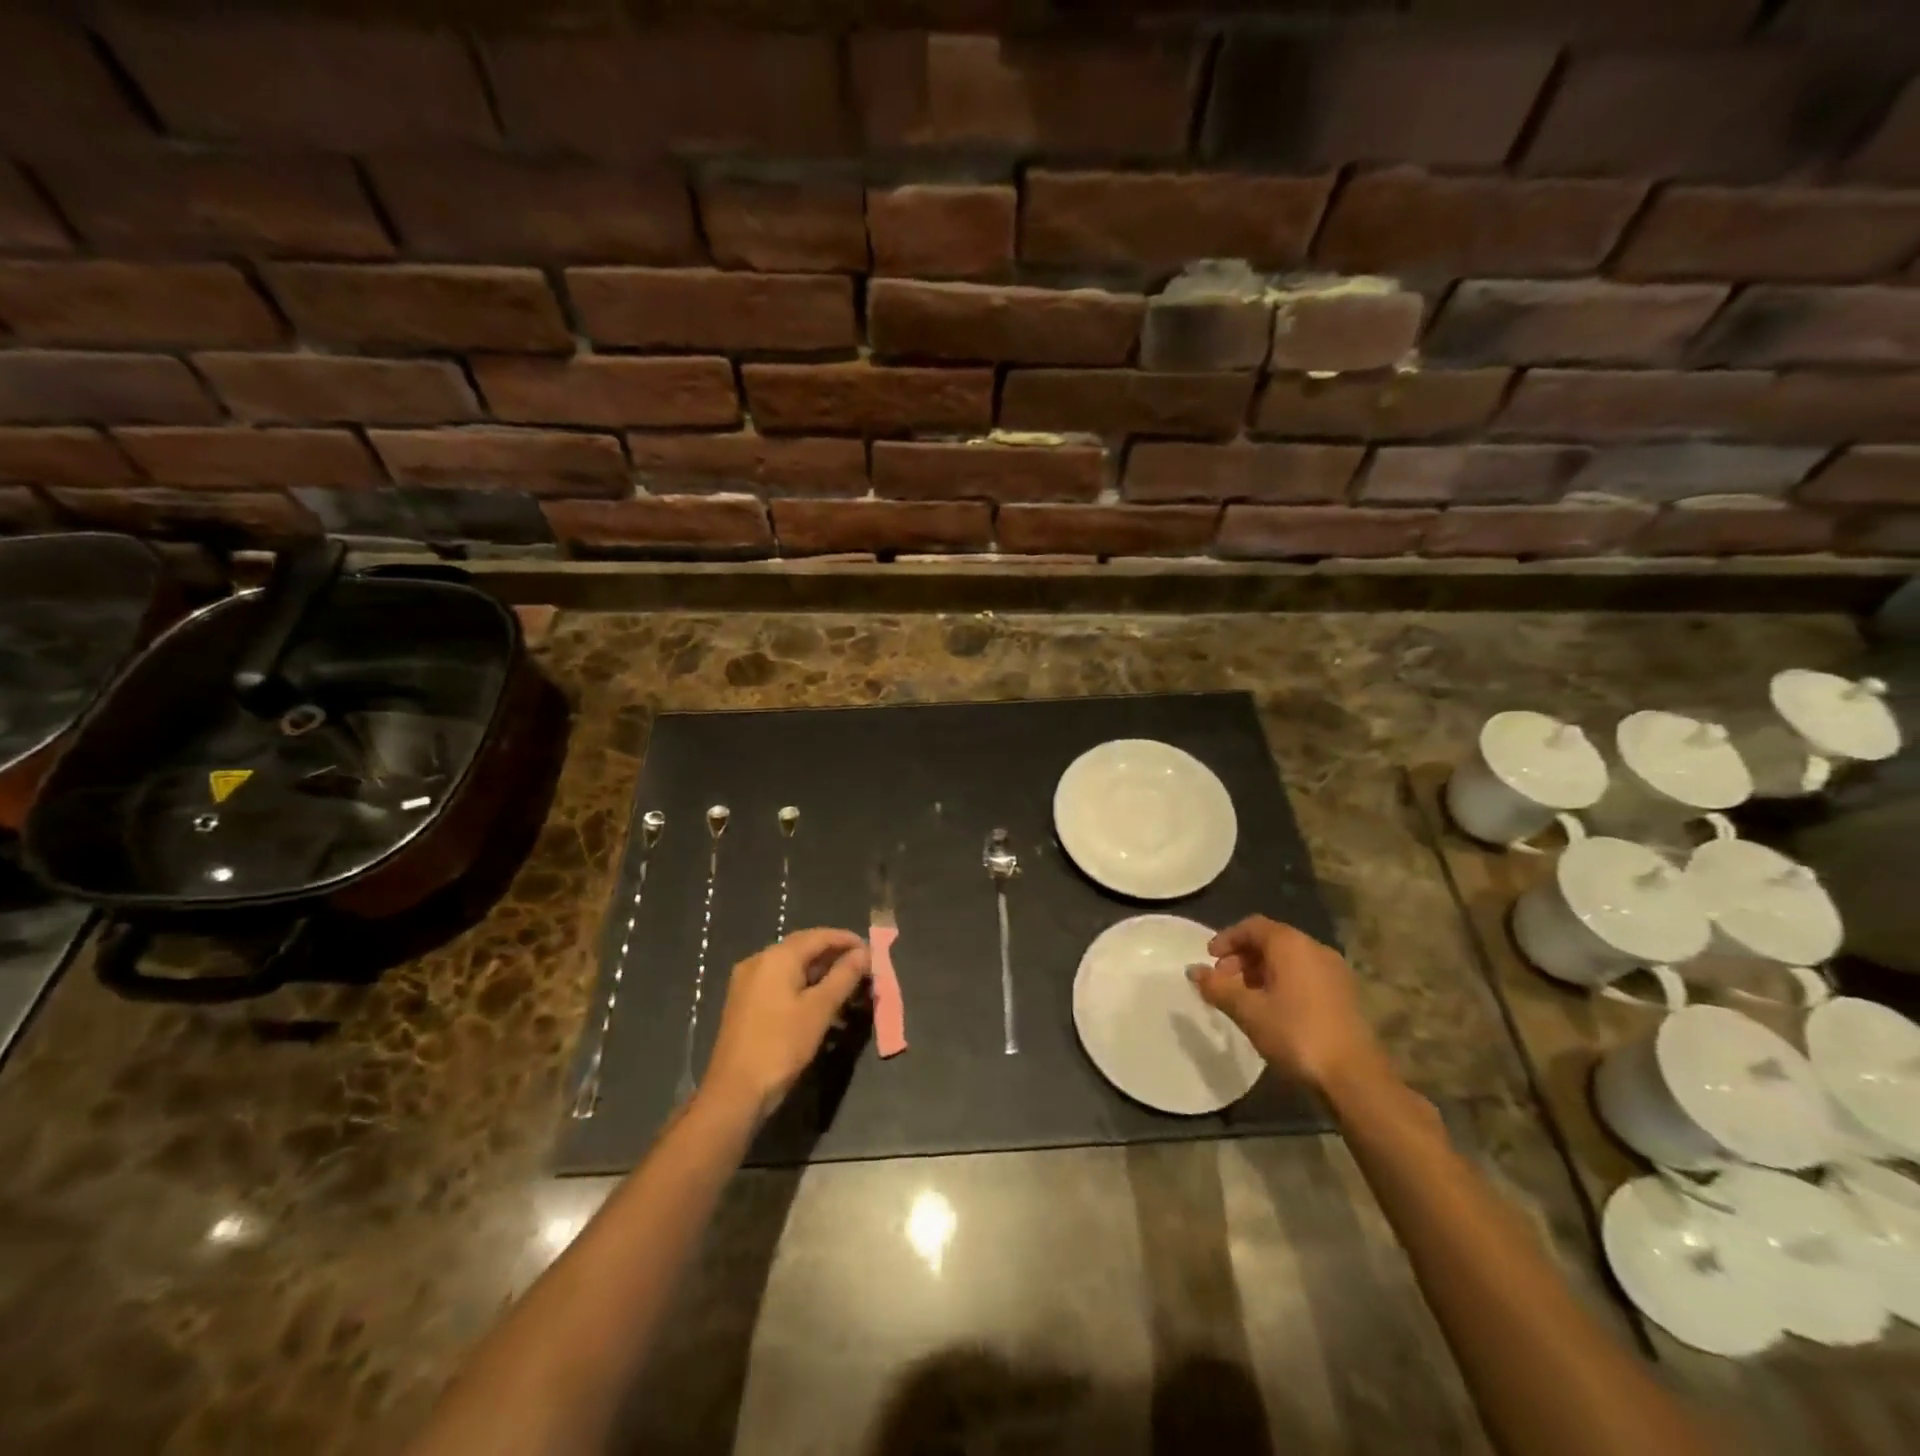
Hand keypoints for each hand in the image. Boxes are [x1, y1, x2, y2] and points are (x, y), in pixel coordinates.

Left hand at [702, 928, 869, 1118]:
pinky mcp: (745, 1003)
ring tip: (848, 989)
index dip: (847, 941)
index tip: (872, 952)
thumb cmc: (781, 1045)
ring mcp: (748, 982)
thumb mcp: (819, 1009)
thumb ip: (844, 976)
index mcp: (776, 957)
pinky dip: (803, 987)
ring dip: (821, 974)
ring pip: (792, 968)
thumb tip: (864, 953)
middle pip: (804, 949)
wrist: (734, 1092)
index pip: (819, 936)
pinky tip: (821, 1005)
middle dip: (835, 957)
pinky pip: (780, 983)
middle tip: (863, 969)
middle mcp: (758, 961)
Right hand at [1188, 915, 1386, 1092]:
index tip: (1209, 959)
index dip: (1227, 938)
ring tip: (1244, 998)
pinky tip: (1272, 1010)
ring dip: (1261, 971)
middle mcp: (1315, 949)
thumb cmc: (1295, 1034)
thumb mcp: (1248, 1011)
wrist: (1354, 1076)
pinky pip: (1305, 974)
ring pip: (1288, 959)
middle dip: (1242, 956)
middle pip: (1271, 940)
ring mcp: (1334, 971)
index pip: (1253, 926)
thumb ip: (1218, 987)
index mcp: (1291, 944)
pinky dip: (1282, 982)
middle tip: (1223, 981)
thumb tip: (1192, 971)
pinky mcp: (1344, 994)